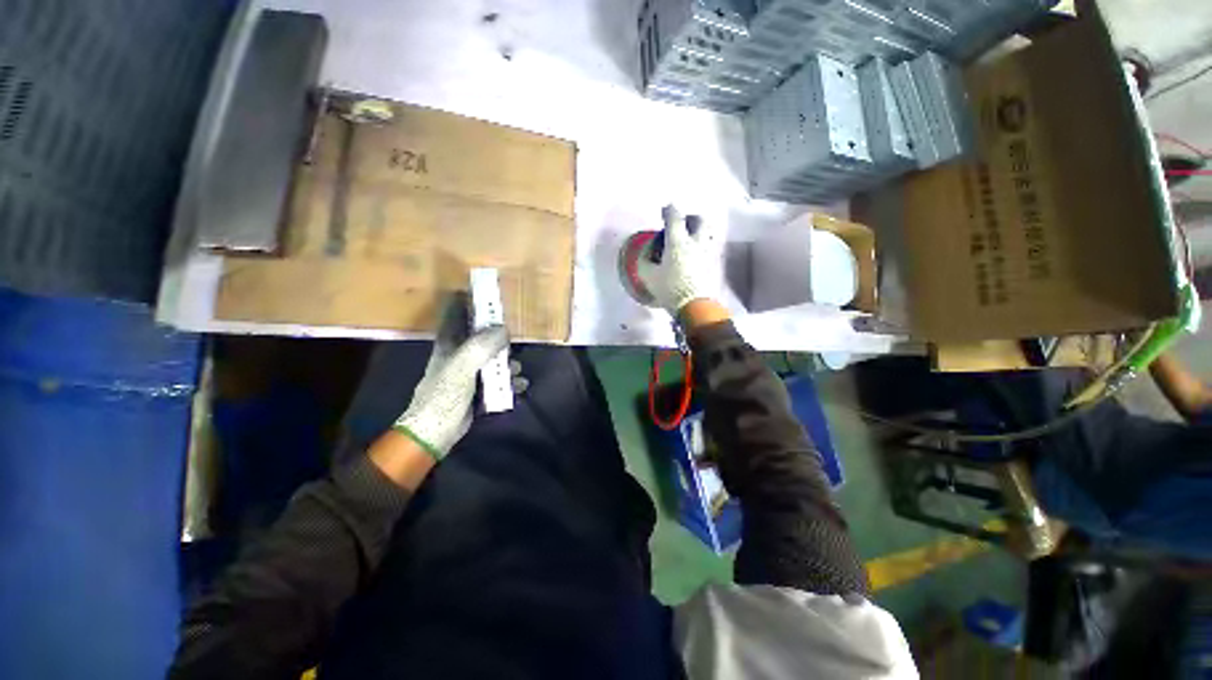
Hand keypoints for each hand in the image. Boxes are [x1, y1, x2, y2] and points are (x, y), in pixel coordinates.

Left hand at [392, 298, 508, 460]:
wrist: (435, 434)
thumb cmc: (443, 396)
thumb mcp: (461, 367)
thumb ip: (482, 346)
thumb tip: (504, 329)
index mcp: (449, 343)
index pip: (455, 314)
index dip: (466, 300)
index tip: (485, 292)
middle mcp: (459, 354)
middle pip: (480, 335)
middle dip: (498, 334)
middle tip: (514, 335)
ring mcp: (469, 372)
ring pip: (493, 358)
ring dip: (507, 362)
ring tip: (516, 369)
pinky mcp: (478, 389)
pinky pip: (498, 379)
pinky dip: (509, 381)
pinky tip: (518, 385)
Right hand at [635, 208, 714, 315]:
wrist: (694, 306)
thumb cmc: (669, 288)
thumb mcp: (648, 276)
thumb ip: (645, 261)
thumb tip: (647, 254)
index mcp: (678, 242)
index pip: (675, 217)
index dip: (669, 210)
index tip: (665, 210)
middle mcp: (695, 243)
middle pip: (700, 220)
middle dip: (691, 218)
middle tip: (682, 223)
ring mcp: (706, 254)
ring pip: (707, 234)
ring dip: (698, 233)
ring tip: (689, 240)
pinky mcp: (712, 265)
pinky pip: (708, 249)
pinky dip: (701, 247)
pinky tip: (694, 256)